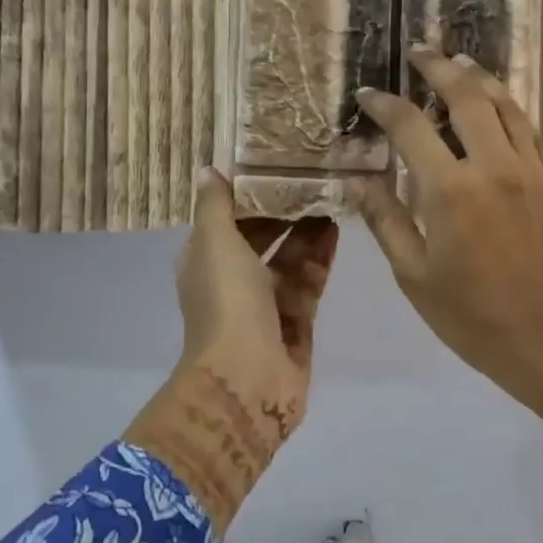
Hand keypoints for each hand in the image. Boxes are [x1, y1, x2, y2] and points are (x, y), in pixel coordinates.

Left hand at [125, 169, 338, 531]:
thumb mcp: (214, 243)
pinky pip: (308, 283)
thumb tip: (208, 170)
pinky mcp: (296, 324)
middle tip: (315, 176)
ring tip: (333, 195)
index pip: (227, 219)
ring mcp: (266, 305)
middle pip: (262, 239)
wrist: (247, 380)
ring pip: (289, 259)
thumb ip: (215, 206)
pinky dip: (319, 258)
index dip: (249, 194)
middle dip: (285, 211)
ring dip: (307, 230)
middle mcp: (233, 281)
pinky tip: (337, 229)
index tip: (276, 162)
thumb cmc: (226, 303)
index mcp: (205, 261)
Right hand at [354, 47, 542, 415]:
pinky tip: (500, 108)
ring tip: (460, 64)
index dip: (385, 105)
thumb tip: (359, 179)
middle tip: (420, 52)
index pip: (411, 127)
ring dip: (481, 80)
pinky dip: (512, 111)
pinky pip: (533, 133)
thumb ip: (385, 219)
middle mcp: (495, 168)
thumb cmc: (469, 317)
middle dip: (439, 68)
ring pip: (508, 107)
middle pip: (467, 97)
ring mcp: (533, 173)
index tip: (368, 94)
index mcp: (451, 191)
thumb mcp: (413, 274)